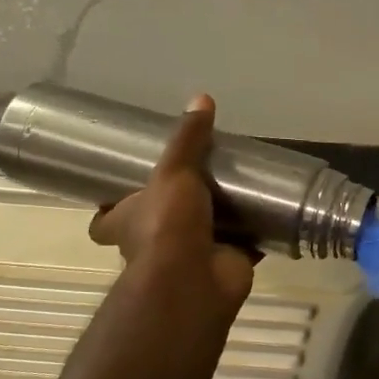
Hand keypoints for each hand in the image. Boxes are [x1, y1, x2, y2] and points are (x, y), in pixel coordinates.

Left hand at [88, 94, 254, 319]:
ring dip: (220, 218)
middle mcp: (155, 243)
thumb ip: (188, 140)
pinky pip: (245, 244)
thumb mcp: (173, 172)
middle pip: (159, 223)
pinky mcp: (227, 263)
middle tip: (200, 177)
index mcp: (127, 222)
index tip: (127, 186)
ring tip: (239, 187)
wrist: (196, 280)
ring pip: (205, 232)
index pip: (106, 218)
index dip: (112, 206)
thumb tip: (201, 99)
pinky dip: (257, 233)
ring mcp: (192, 256)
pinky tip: (271, 212)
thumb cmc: (168, 226)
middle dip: (177, 208)